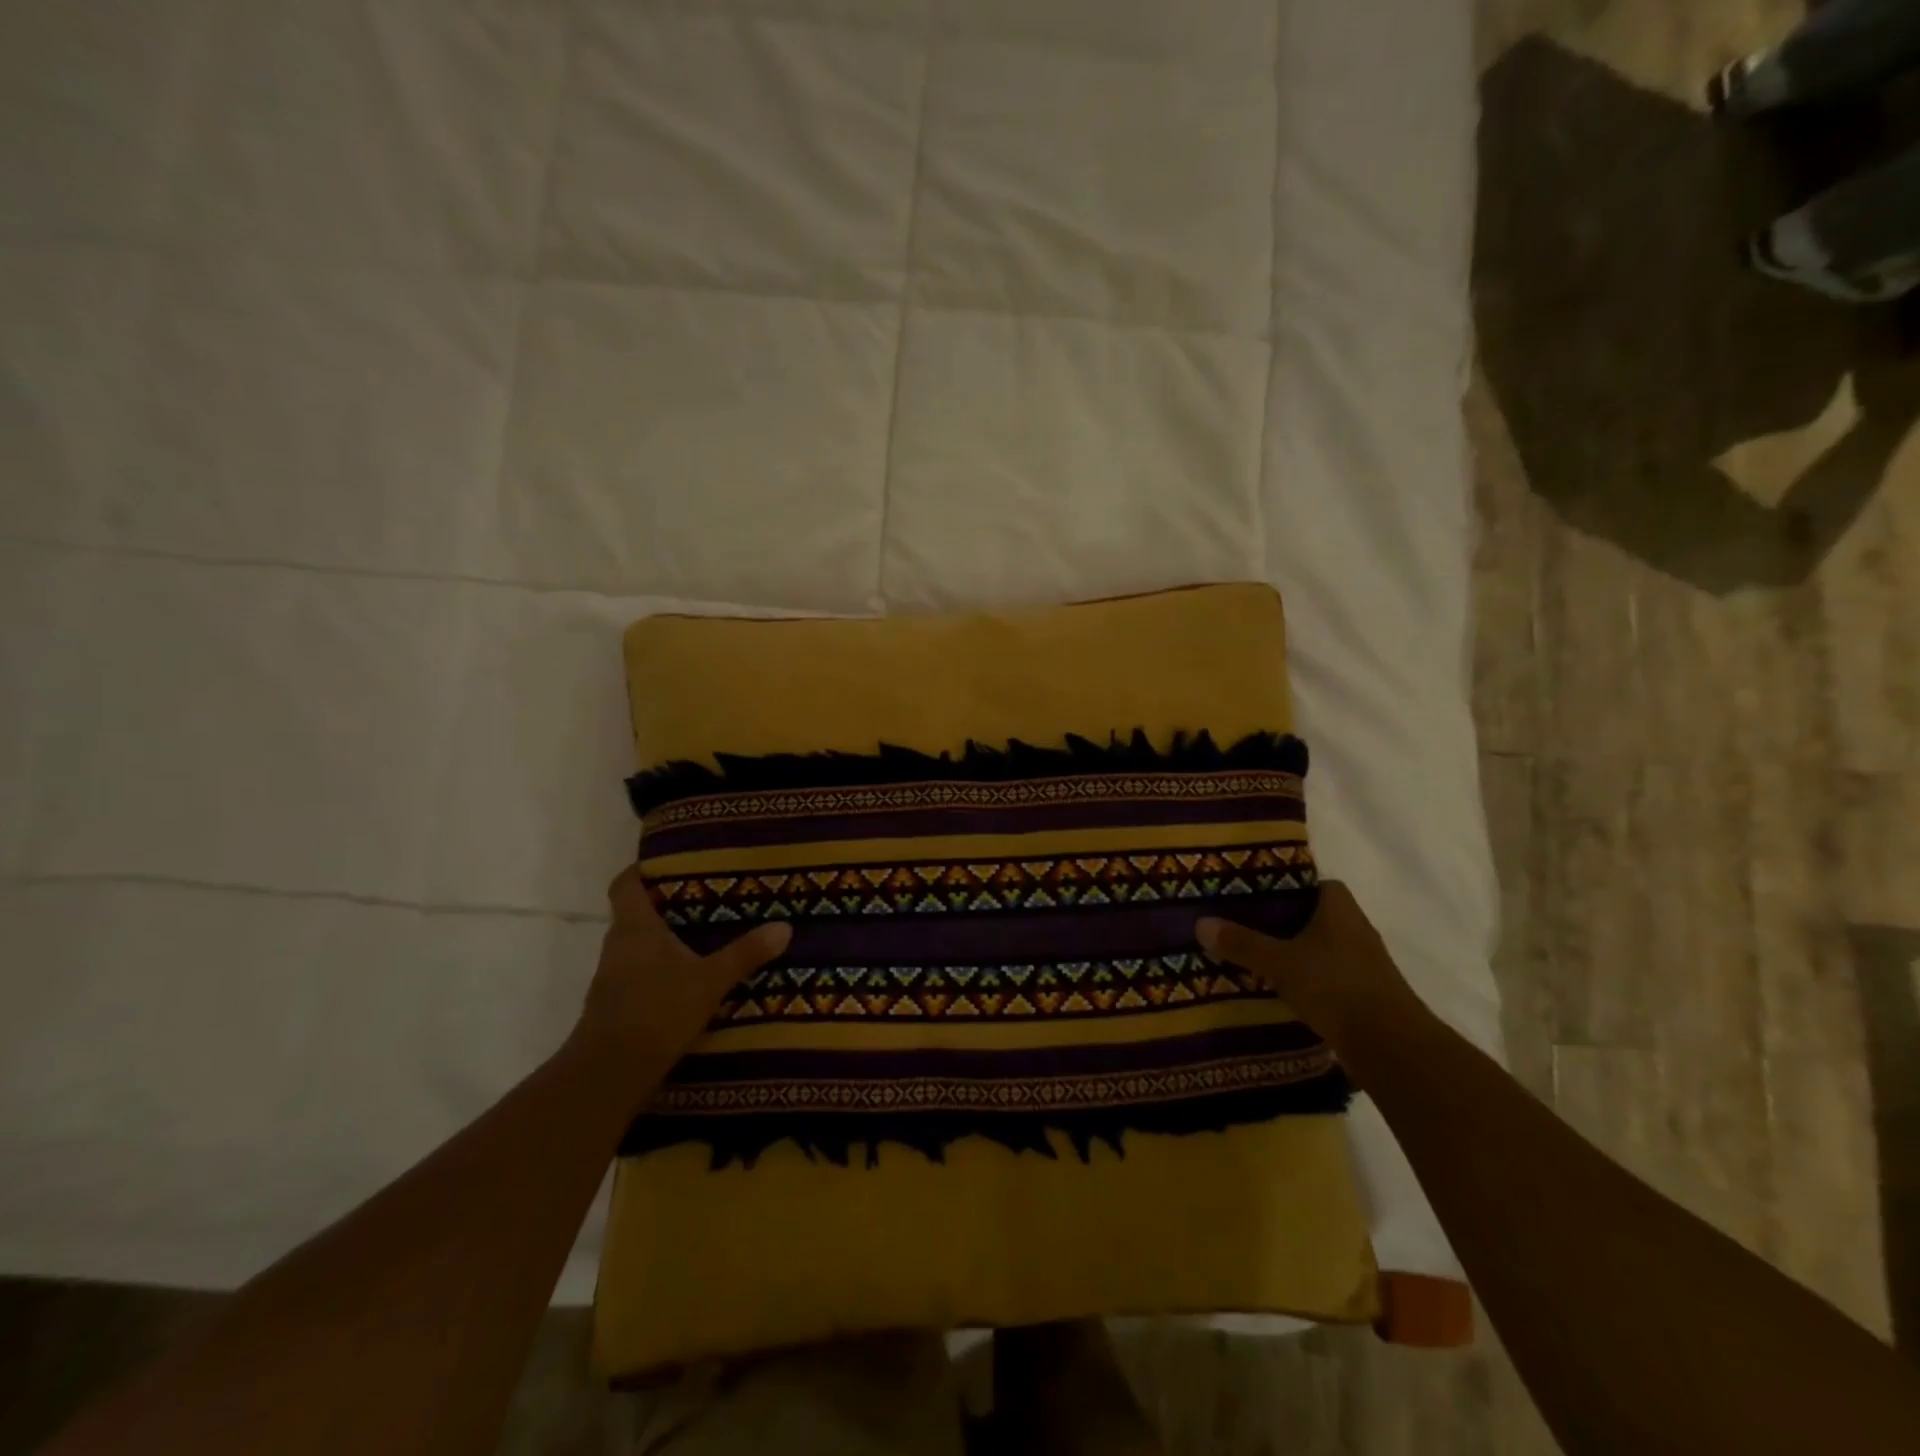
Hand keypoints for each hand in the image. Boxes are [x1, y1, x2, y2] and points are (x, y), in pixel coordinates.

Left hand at [571, 863, 790, 1106]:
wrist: (609, 1074)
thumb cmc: (657, 1011)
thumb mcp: (710, 981)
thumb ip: (746, 953)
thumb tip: (785, 926)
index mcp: (635, 928)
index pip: (626, 884)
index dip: (641, 871)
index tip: (668, 863)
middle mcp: (617, 945)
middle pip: (635, 914)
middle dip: (665, 906)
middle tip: (704, 898)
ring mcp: (612, 978)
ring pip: (637, 946)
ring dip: (663, 941)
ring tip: (702, 937)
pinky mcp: (615, 1006)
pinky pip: (638, 974)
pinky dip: (659, 970)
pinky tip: (687, 980)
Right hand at [1197, 881, 1425, 1053]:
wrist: (1391, 1046)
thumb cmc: (1335, 986)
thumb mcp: (1279, 962)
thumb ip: (1242, 943)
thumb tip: (1200, 923)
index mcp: (1340, 908)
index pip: (1315, 883)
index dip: (1288, 886)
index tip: (1257, 893)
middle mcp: (1357, 929)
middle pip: (1316, 915)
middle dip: (1285, 920)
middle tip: (1247, 923)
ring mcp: (1365, 963)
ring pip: (1323, 946)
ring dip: (1297, 951)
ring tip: (1258, 955)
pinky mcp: (1366, 994)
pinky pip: (1330, 975)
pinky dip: (1309, 978)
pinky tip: (1283, 987)